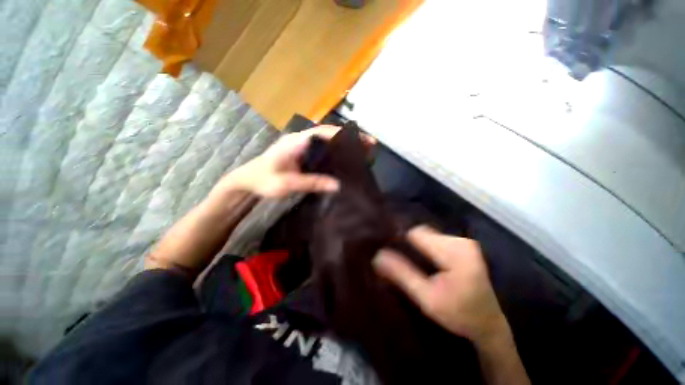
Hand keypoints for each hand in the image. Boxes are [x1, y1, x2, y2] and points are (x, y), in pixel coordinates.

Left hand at [225, 125, 374, 197]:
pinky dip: (335, 149)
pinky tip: (343, 157)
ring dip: (343, 142)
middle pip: (329, 132)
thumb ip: (312, 183)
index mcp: (296, 141)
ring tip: (361, 150)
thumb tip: (338, 186)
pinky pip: (321, 146)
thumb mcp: (288, 184)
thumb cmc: (264, 180)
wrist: (247, 179)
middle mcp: (300, 138)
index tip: (363, 140)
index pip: (325, 132)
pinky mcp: (301, 150)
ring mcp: (300, 143)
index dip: (345, 135)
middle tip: (368, 145)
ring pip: (326, 138)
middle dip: (349, 137)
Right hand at [373, 226, 506, 344]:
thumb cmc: (458, 314)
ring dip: (418, 247)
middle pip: (423, 233)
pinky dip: (427, 248)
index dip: (401, 241)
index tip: (391, 253)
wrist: (488, 325)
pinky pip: (437, 240)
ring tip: (413, 263)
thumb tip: (377, 256)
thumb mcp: (426, 297)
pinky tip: (426, 262)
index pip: (416, 234)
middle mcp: (461, 241)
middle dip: (410, 245)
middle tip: (402, 262)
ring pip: (429, 235)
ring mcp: (465, 242)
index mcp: (454, 252)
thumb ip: (402, 274)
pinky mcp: (465, 246)